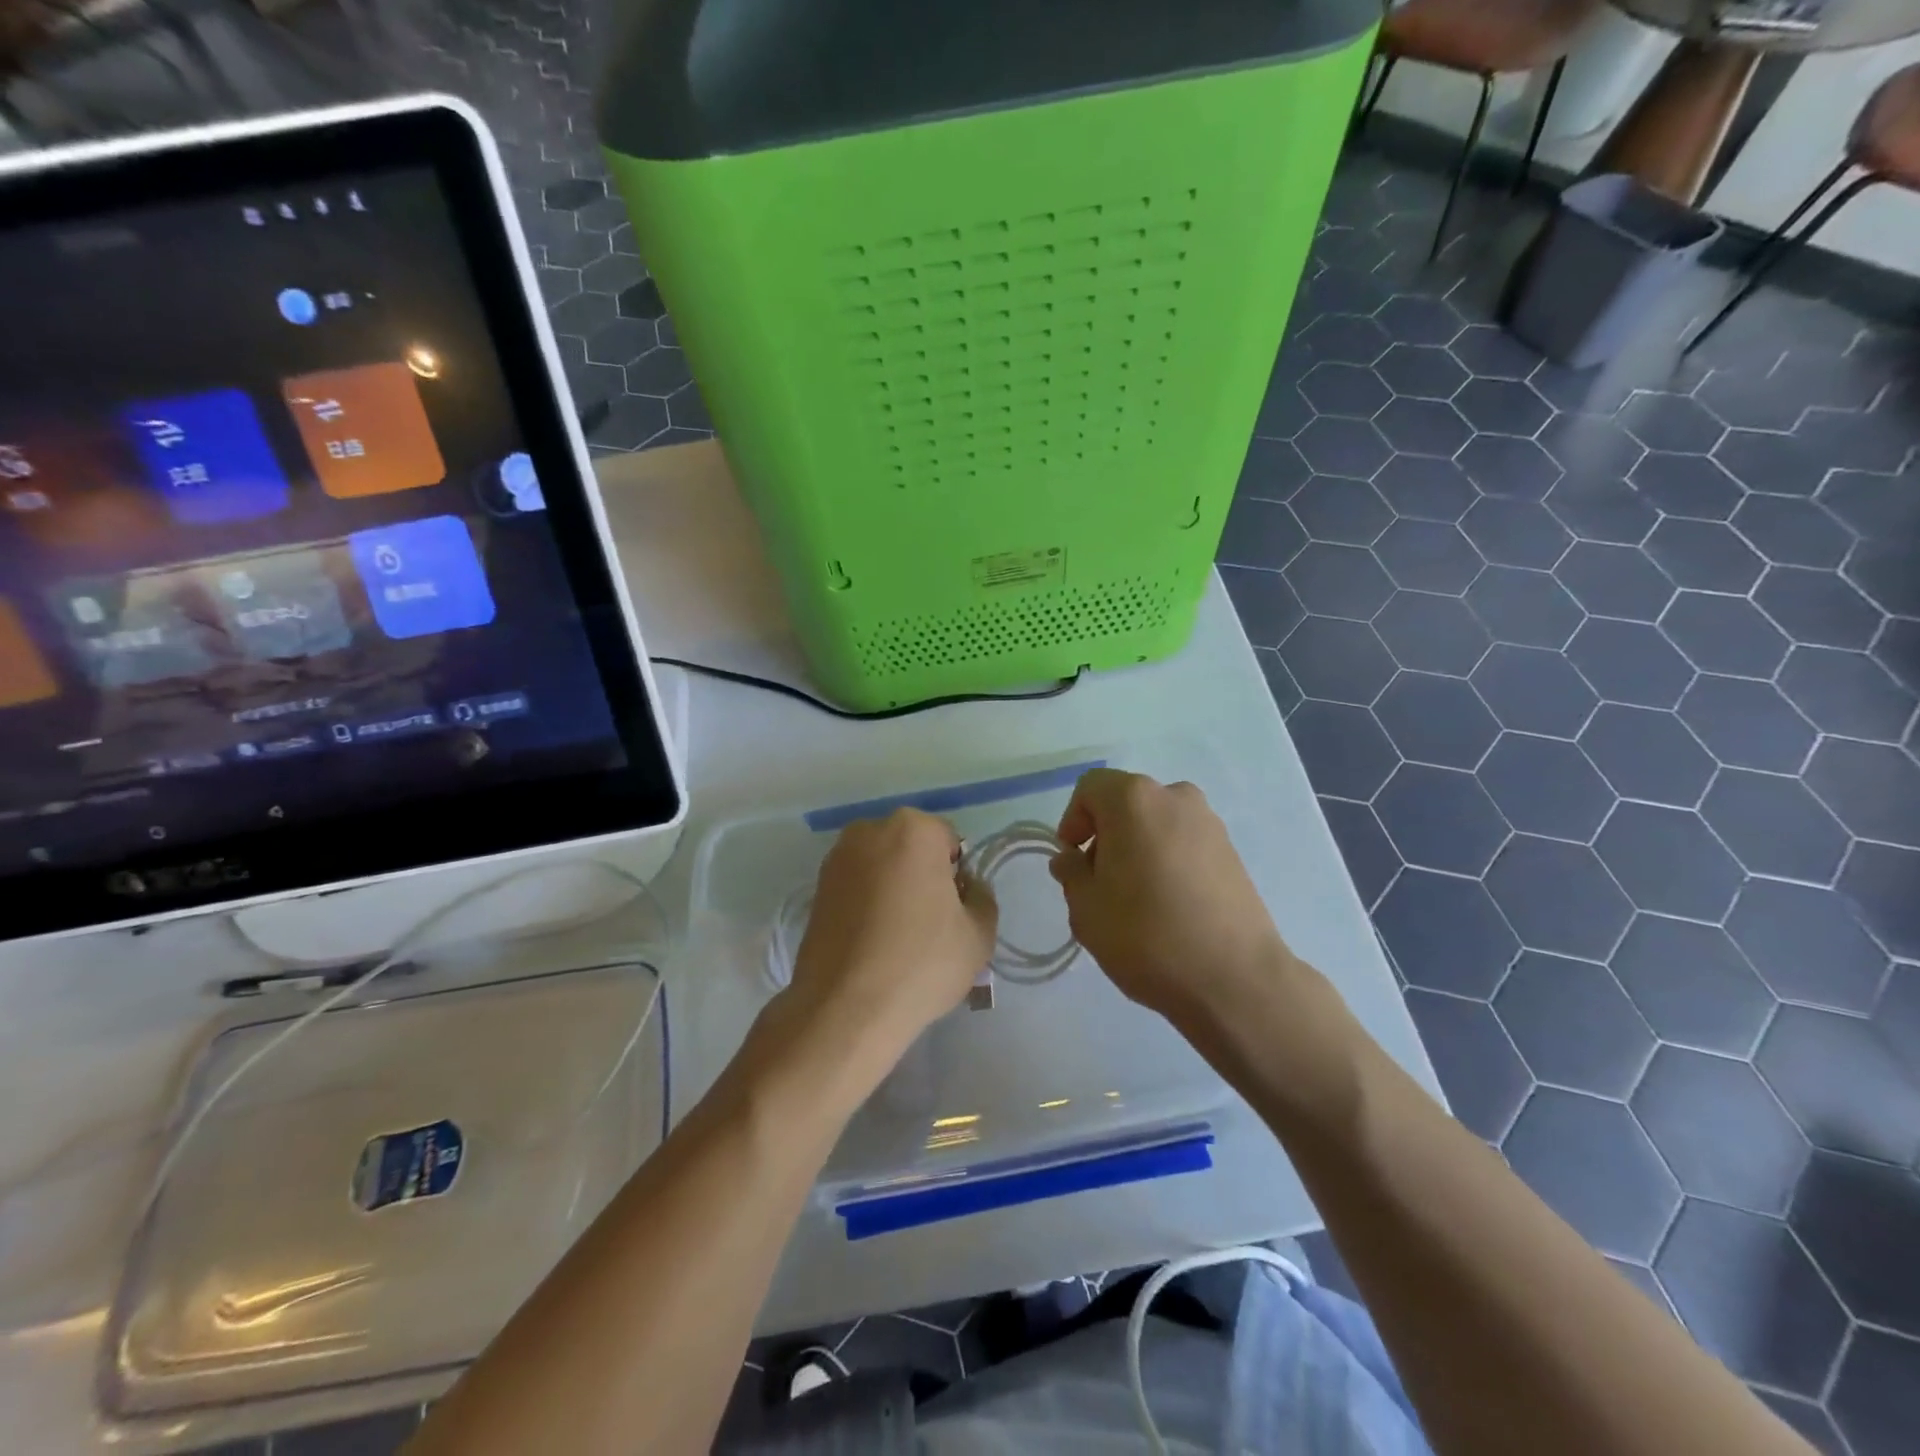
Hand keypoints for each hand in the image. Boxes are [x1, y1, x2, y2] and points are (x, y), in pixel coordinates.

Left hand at [788, 808, 996, 1050]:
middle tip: (929, 925)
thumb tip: (966, 888)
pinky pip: (856, 887)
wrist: (845, 1008)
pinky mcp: (815, 888)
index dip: (958, 877)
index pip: (950, 842)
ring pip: (882, 867)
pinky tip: (872, 943)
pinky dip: (867, 904)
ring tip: (898, 938)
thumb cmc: (921, 962)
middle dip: (923, 876)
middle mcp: (869, 831)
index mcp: (913, 829)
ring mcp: (836, 859)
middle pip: (911, 849)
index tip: (954, 913)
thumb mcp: (979, 934)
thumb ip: (982, 898)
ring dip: (893, 889)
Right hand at [1050, 769, 1294, 1026]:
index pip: (1090, 788)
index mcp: (1134, 800)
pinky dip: (1167, 861)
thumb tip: (1072, 859)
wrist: (1234, 979)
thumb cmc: (1146, 935)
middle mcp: (1175, 797)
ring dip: (1137, 848)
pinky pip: (1184, 843)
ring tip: (1134, 899)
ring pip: (1157, 824)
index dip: (1072, 820)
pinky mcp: (1233, 852)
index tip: (1072, 860)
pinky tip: (1168, 906)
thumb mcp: (1086, 908)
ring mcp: (1210, 823)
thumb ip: (1071, 873)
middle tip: (1099, 883)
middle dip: (1106, 835)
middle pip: (1126, 803)